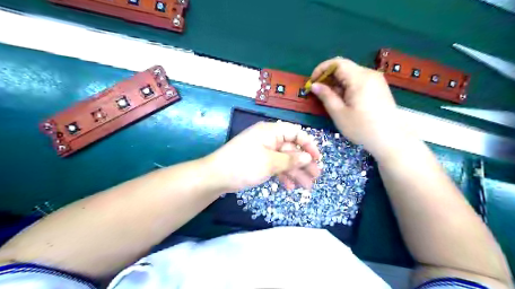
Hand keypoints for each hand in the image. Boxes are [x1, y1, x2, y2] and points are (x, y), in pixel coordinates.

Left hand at [205, 120, 320, 192]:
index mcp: (271, 131)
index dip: (308, 145)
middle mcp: (268, 139)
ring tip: (307, 186)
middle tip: (316, 177)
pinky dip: (282, 175)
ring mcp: (263, 151)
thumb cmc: (245, 165)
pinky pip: (274, 166)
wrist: (216, 176)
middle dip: (304, 163)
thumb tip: (308, 158)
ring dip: (295, 172)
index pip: (296, 132)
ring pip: (284, 159)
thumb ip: (291, 160)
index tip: (317, 159)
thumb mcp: (270, 163)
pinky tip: (290, 186)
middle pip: (291, 149)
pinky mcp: (258, 162)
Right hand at [309, 57, 410, 160]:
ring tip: (330, 98)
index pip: (337, 63)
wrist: (389, 140)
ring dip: (337, 82)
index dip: (321, 69)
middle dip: (328, 77)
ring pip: (351, 74)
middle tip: (319, 92)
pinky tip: (344, 100)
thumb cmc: (361, 128)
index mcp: (359, 78)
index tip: (312, 82)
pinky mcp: (379, 87)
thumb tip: (314, 85)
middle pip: (344, 67)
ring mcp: (376, 80)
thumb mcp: (339, 113)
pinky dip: (347, 86)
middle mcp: (369, 74)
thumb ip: (326, 96)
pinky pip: (359, 80)